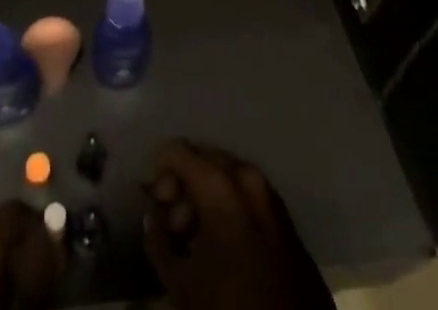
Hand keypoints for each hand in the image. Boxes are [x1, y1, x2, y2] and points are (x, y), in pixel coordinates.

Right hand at [142, 140, 333, 309]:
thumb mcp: (182, 286)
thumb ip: (159, 242)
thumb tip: (153, 219)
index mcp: (220, 186)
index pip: (178, 151)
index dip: (158, 169)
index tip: (151, 198)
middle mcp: (248, 178)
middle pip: (204, 159)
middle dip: (182, 182)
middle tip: (171, 220)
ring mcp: (271, 197)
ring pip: (227, 176)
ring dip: (206, 196)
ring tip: (194, 236)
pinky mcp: (286, 219)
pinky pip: (248, 196)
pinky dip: (229, 206)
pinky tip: (221, 243)